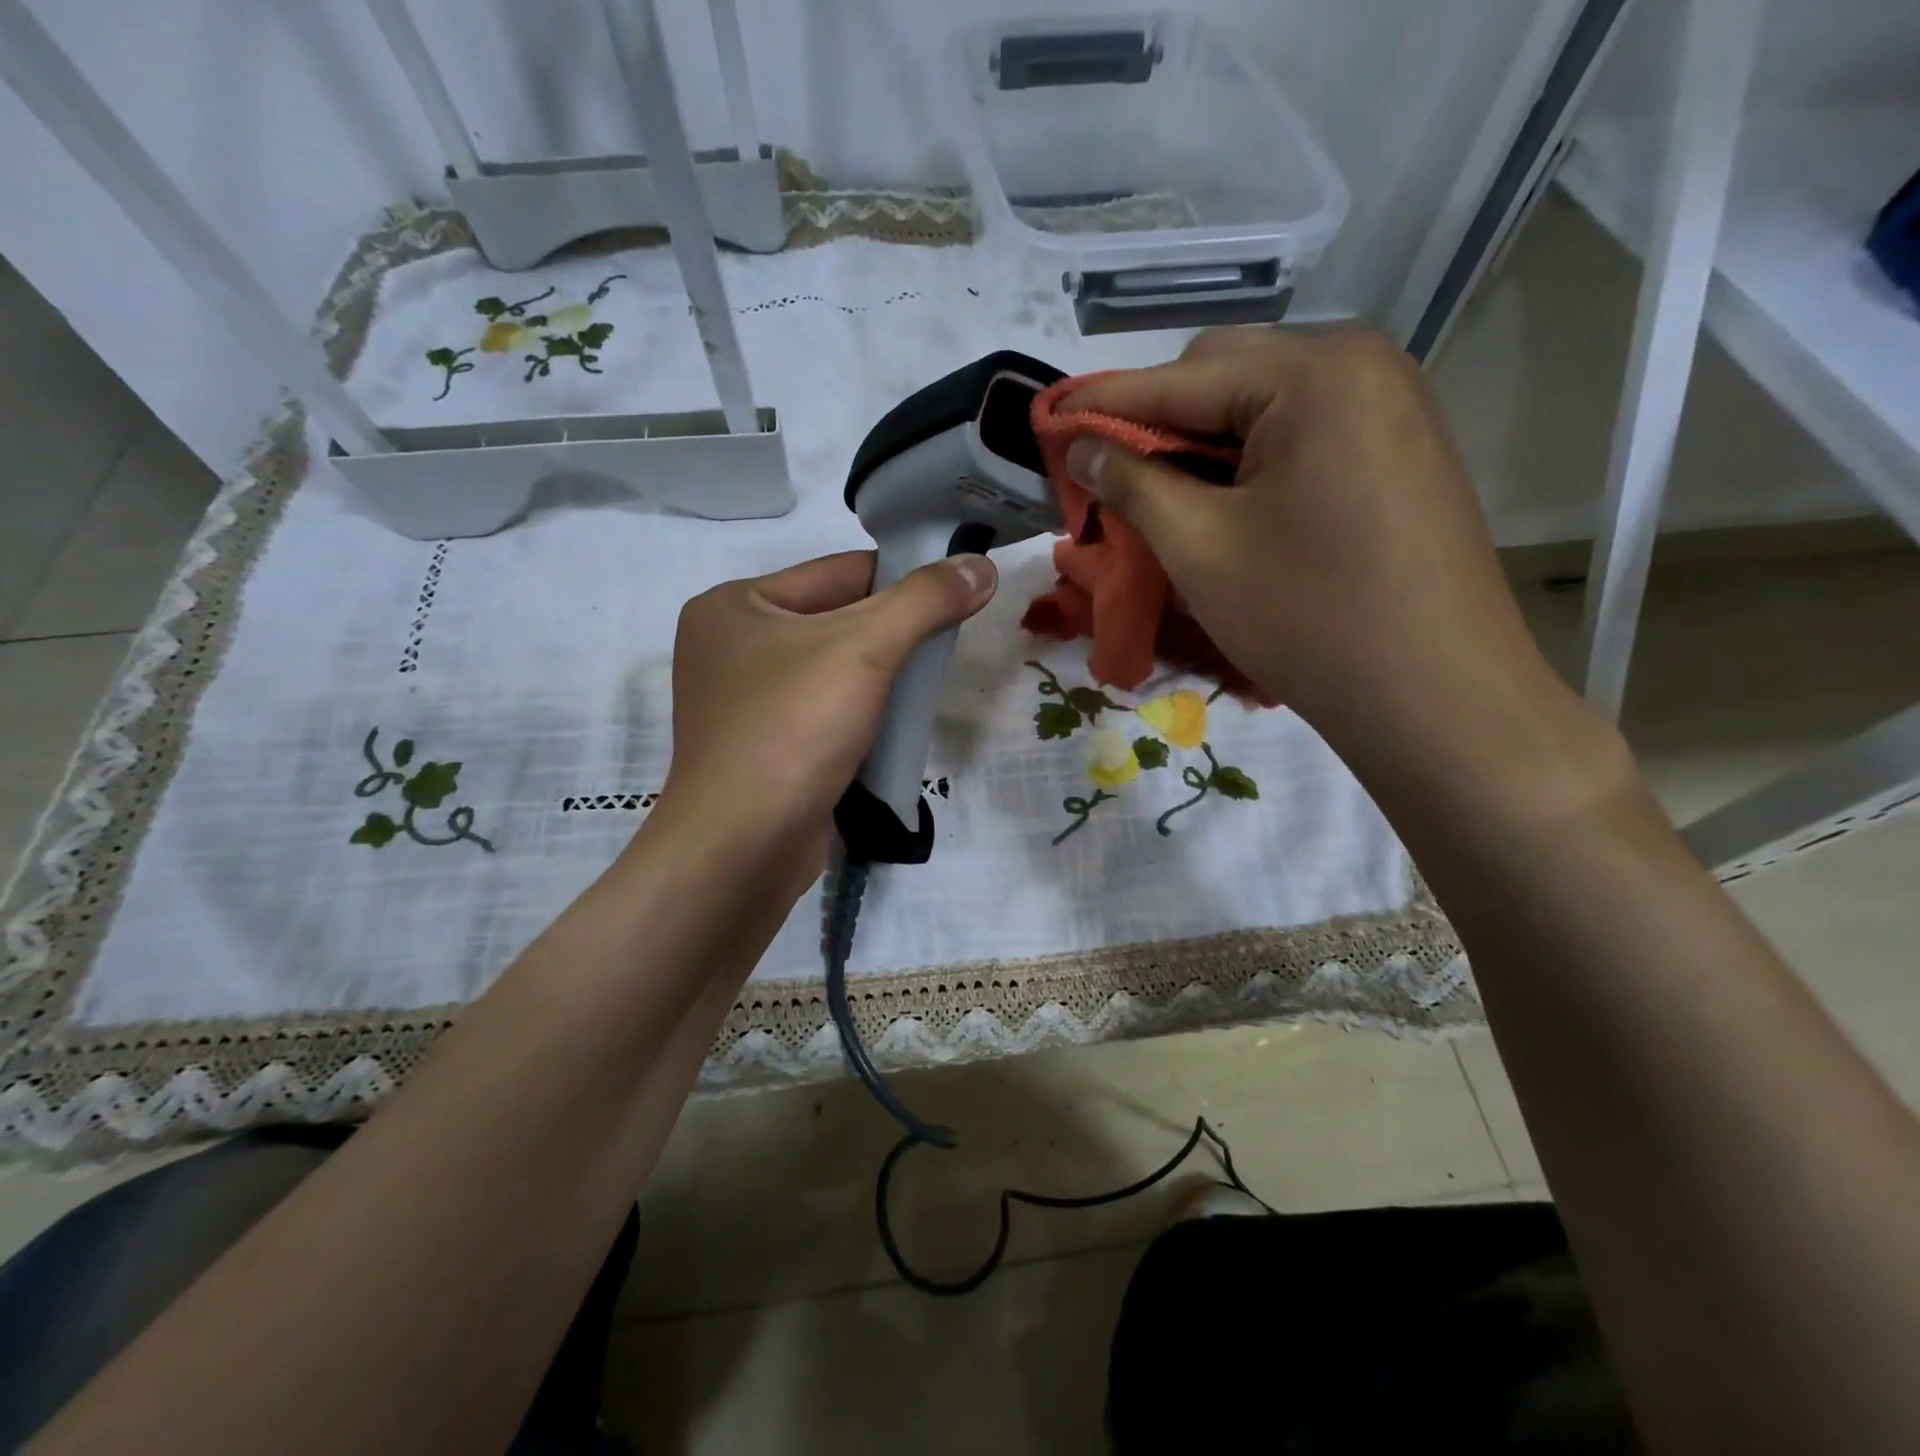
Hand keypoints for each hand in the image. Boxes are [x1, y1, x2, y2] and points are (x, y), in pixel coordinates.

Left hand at [658, 549, 996, 861]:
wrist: (743, 846)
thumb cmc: (793, 727)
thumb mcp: (865, 648)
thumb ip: (925, 600)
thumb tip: (982, 566)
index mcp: (734, 604)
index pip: (838, 572)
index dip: (902, 577)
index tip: (958, 588)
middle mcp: (730, 646)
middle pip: (835, 620)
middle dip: (894, 632)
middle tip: (947, 642)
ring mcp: (743, 702)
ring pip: (832, 670)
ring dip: (881, 676)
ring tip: (928, 683)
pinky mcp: (762, 748)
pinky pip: (823, 712)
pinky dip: (862, 713)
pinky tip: (897, 723)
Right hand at [1062, 329, 1578, 778]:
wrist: (1436, 697)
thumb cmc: (1308, 617)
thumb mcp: (1200, 547)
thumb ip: (1132, 483)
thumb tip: (1082, 448)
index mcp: (1314, 373)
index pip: (1181, 377)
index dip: (1104, 403)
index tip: (1048, 423)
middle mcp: (1361, 365)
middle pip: (1226, 376)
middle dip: (1157, 421)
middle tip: (1106, 473)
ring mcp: (1391, 407)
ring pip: (1263, 407)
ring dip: (1200, 444)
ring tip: (1156, 493)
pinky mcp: (1399, 452)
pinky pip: (1303, 435)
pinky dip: (1248, 461)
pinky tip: (1222, 503)